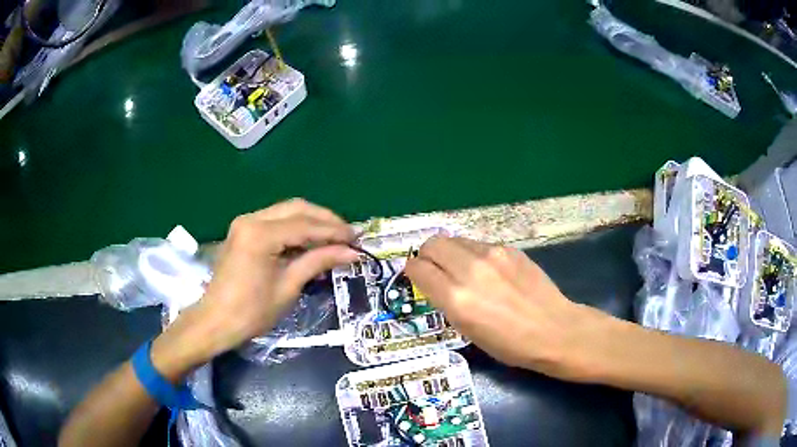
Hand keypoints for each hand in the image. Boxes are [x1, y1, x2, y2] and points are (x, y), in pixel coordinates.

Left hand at [151, 199, 358, 379]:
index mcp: (260, 234)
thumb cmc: (251, 312)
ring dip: (311, 221)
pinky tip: (310, 240)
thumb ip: (318, 261)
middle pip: (296, 208)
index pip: (305, 225)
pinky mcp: (243, 231)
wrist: (215, 321)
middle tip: (348, 234)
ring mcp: (244, 223)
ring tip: (334, 237)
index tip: (358, 238)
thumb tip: (351, 252)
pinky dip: (295, 228)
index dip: (334, 231)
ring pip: (286, 211)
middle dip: (325, 219)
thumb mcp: (288, 287)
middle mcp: (251, 219)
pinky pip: (275, 221)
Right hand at [405, 236, 614, 380]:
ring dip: (449, 253)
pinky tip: (488, 271)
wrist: (553, 329)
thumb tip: (433, 281)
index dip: (412, 272)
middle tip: (434, 270)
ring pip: (454, 239)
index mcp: (456, 298)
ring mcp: (492, 254)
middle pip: (432, 244)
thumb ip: (446, 300)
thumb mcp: (467, 330)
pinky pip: (478, 244)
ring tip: (461, 270)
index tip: (415, 278)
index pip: (418, 268)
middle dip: (426, 256)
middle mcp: (470, 270)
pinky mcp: (508, 248)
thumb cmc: (508, 343)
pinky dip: (472, 254)